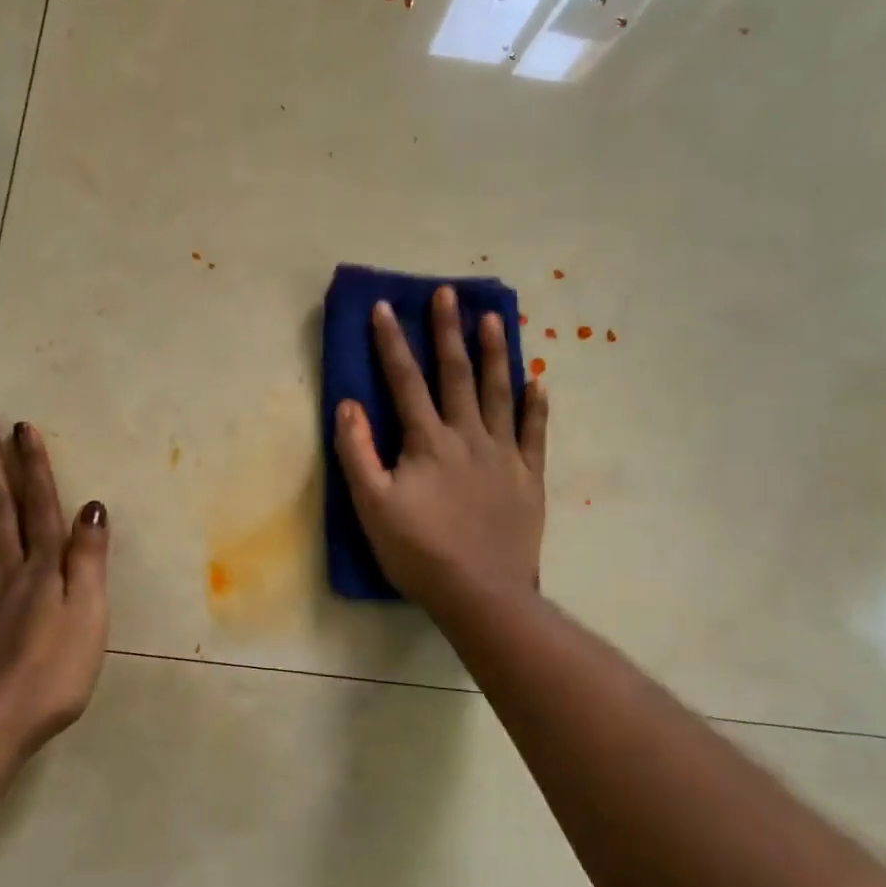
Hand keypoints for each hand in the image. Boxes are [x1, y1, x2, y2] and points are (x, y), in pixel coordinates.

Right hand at [334, 289, 548, 607]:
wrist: (481, 592)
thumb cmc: (419, 551)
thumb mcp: (372, 505)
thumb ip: (357, 452)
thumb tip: (348, 404)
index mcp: (428, 441)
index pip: (405, 381)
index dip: (391, 343)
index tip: (384, 307)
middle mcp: (468, 436)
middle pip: (456, 374)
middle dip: (448, 331)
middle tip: (448, 293)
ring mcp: (504, 454)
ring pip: (499, 393)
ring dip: (495, 353)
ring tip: (494, 318)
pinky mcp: (528, 477)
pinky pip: (535, 432)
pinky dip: (536, 406)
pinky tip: (537, 382)